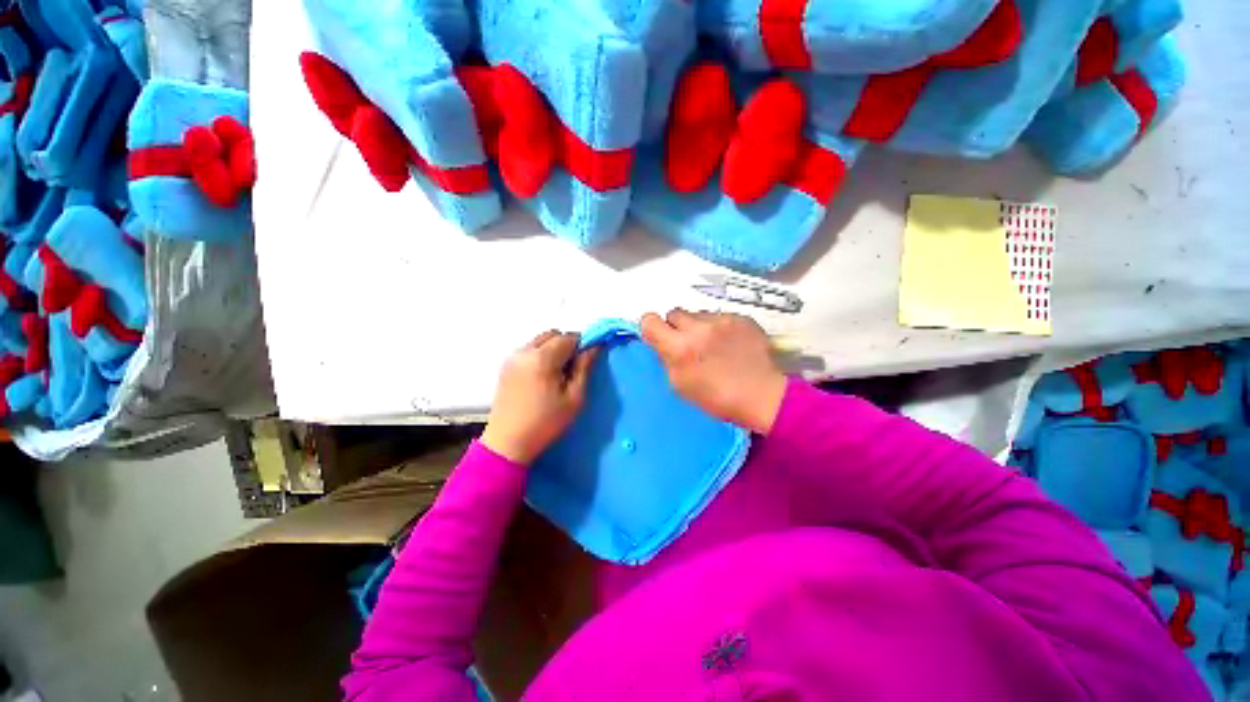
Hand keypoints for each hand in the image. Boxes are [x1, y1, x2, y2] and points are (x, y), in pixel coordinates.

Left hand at [481, 330, 598, 464]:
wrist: (508, 443)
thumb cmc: (546, 423)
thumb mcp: (574, 398)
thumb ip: (584, 368)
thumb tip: (593, 347)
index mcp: (542, 359)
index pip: (568, 338)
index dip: (582, 344)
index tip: (588, 359)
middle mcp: (524, 351)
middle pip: (552, 334)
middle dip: (567, 344)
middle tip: (573, 367)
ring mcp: (512, 357)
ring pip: (540, 340)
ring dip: (553, 348)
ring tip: (557, 373)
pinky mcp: (506, 365)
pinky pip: (529, 349)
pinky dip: (540, 354)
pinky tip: (543, 376)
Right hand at [640, 309, 785, 433]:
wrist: (762, 395)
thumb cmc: (717, 398)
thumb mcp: (680, 386)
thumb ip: (667, 359)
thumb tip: (664, 344)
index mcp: (680, 348)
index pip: (650, 321)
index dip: (652, 328)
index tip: (659, 337)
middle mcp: (698, 328)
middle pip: (674, 313)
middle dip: (677, 327)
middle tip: (688, 343)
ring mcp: (722, 320)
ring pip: (698, 314)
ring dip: (699, 326)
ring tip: (714, 345)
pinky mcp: (741, 317)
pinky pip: (720, 316)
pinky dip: (720, 328)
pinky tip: (731, 344)